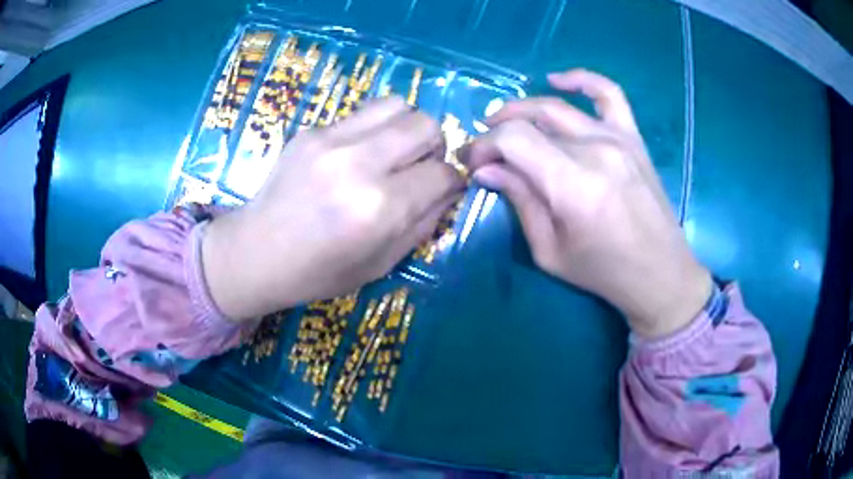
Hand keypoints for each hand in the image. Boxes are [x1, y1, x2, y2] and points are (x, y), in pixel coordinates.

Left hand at [202, 97, 464, 319]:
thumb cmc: (319, 272)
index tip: (445, 188)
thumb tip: (449, 190)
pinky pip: (362, 114)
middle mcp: (359, 163)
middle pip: (426, 125)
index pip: (443, 174)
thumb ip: (424, 224)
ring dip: (407, 127)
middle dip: (435, 146)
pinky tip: (355, 155)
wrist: (256, 252)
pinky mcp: (312, 130)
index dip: (453, 181)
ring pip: (398, 105)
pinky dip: (373, 130)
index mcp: (379, 208)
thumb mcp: (381, 264)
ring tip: (393, 152)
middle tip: (420, 166)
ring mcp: (331, 139)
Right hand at [466, 70, 711, 337]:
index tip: (474, 164)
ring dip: (524, 108)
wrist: (660, 273)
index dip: (485, 146)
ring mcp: (617, 139)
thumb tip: (486, 170)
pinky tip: (558, 80)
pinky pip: (609, 93)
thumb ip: (520, 202)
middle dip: (497, 130)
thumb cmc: (604, 272)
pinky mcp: (633, 138)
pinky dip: (582, 80)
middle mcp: (594, 150)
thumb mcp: (549, 251)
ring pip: (558, 107)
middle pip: (531, 120)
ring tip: (506, 120)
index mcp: (572, 184)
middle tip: (484, 149)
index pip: (514, 139)